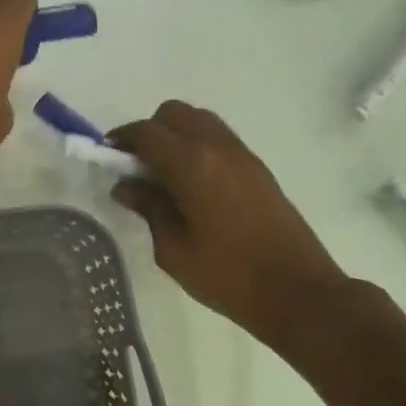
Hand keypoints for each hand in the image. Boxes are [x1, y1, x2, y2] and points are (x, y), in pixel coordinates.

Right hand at [108, 102, 347, 345]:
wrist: (298, 291)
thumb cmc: (228, 276)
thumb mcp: (174, 249)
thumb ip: (148, 208)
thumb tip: (127, 186)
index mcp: (192, 164)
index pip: (147, 132)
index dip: (122, 139)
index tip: (108, 156)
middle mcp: (217, 147)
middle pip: (174, 114)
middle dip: (150, 131)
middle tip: (137, 166)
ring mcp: (242, 154)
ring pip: (199, 120)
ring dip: (176, 135)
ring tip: (164, 174)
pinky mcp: (257, 167)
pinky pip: (218, 138)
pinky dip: (197, 145)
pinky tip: (192, 182)